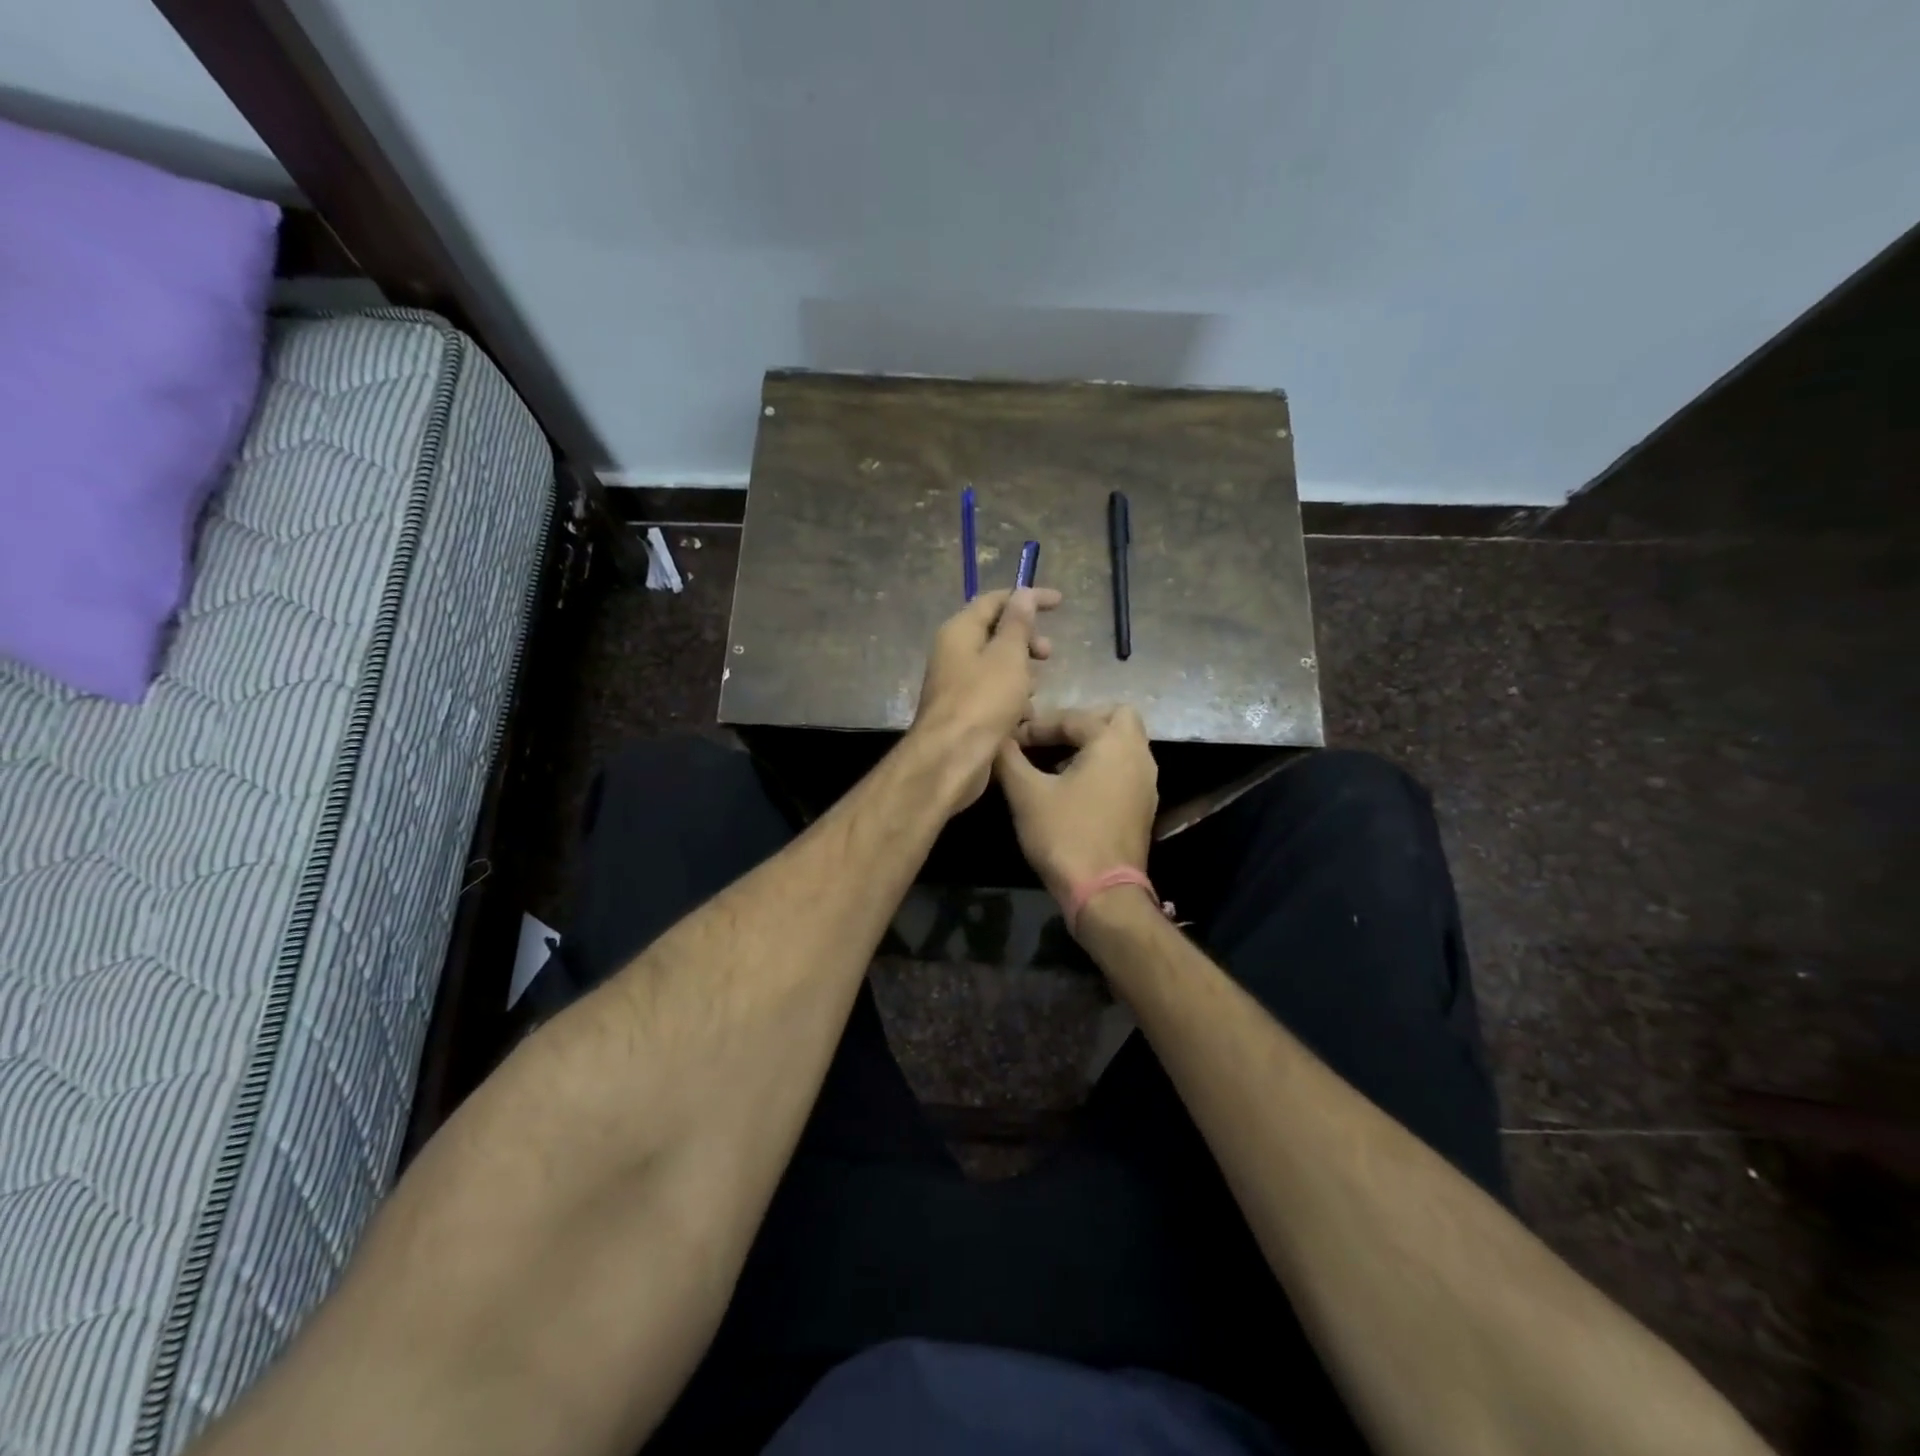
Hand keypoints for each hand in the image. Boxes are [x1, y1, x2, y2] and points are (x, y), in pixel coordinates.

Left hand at [909, 587, 1061, 809]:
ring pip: (997, 667)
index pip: (994, 601)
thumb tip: (1023, 594)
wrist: (951, 760)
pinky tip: (1025, 716)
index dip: (1027, 598)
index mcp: (959, 631)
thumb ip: (1018, 624)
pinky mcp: (964, 713)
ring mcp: (956, 685)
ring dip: (1022, 673)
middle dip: (1026, 640)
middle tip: (1048, 654)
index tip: (1060, 603)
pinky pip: (993, 695)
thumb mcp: (1008, 657)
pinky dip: (1012, 699)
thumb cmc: (983, 701)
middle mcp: (953, 653)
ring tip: (1036, 689)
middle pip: (995, 634)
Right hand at [994, 706, 1157, 909]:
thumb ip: (1009, 758)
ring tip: (1055, 763)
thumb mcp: (1026, 795)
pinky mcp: (1144, 806)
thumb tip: (995, 737)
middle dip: (1081, 722)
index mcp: (1113, 743)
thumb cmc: (1065, 835)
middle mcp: (1138, 756)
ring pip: (1123, 745)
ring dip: (1093, 745)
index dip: (1037, 726)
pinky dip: (1103, 767)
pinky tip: (1073, 788)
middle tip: (1050, 739)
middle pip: (1115, 717)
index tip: (1011, 741)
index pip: (1073, 717)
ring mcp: (1146, 783)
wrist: (1103, 893)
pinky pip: (1125, 769)